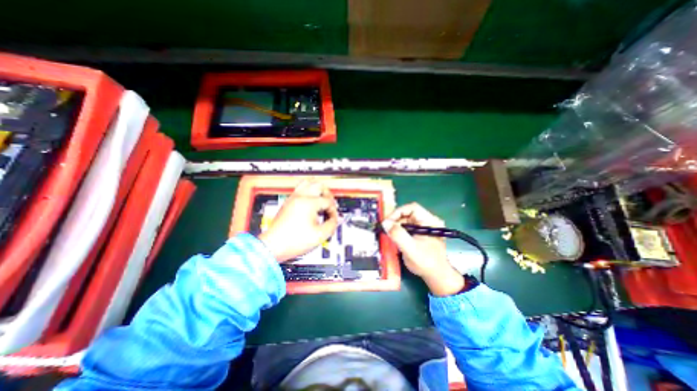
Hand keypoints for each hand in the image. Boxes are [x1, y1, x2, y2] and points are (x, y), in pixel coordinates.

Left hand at [258, 181, 340, 262]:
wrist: (273, 246)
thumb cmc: (293, 241)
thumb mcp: (319, 236)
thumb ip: (332, 225)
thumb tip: (335, 219)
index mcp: (308, 203)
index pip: (328, 201)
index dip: (333, 210)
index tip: (332, 219)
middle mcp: (300, 197)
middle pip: (319, 185)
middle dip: (328, 194)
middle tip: (330, 204)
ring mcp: (293, 198)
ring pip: (308, 182)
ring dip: (317, 189)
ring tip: (321, 199)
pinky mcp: (288, 202)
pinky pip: (300, 189)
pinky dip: (309, 192)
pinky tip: (311, 202)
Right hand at [383, 205, 464, 295]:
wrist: (437, 276)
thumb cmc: (426, 263)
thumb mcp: (410, 249)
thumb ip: (398, 235)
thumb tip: (385, 223)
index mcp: (430, 221)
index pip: (412, 208)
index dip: (398, 212)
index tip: (387, 222)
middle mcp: (428, 221)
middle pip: (408, 213)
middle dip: (395, 219)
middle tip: (385, 229)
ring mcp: (424, 226)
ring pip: (406, 219)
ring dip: (396, 225)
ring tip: (388, 233)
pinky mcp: (420, 232)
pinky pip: (407, 226)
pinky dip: (399, 230)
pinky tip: (394, 237)